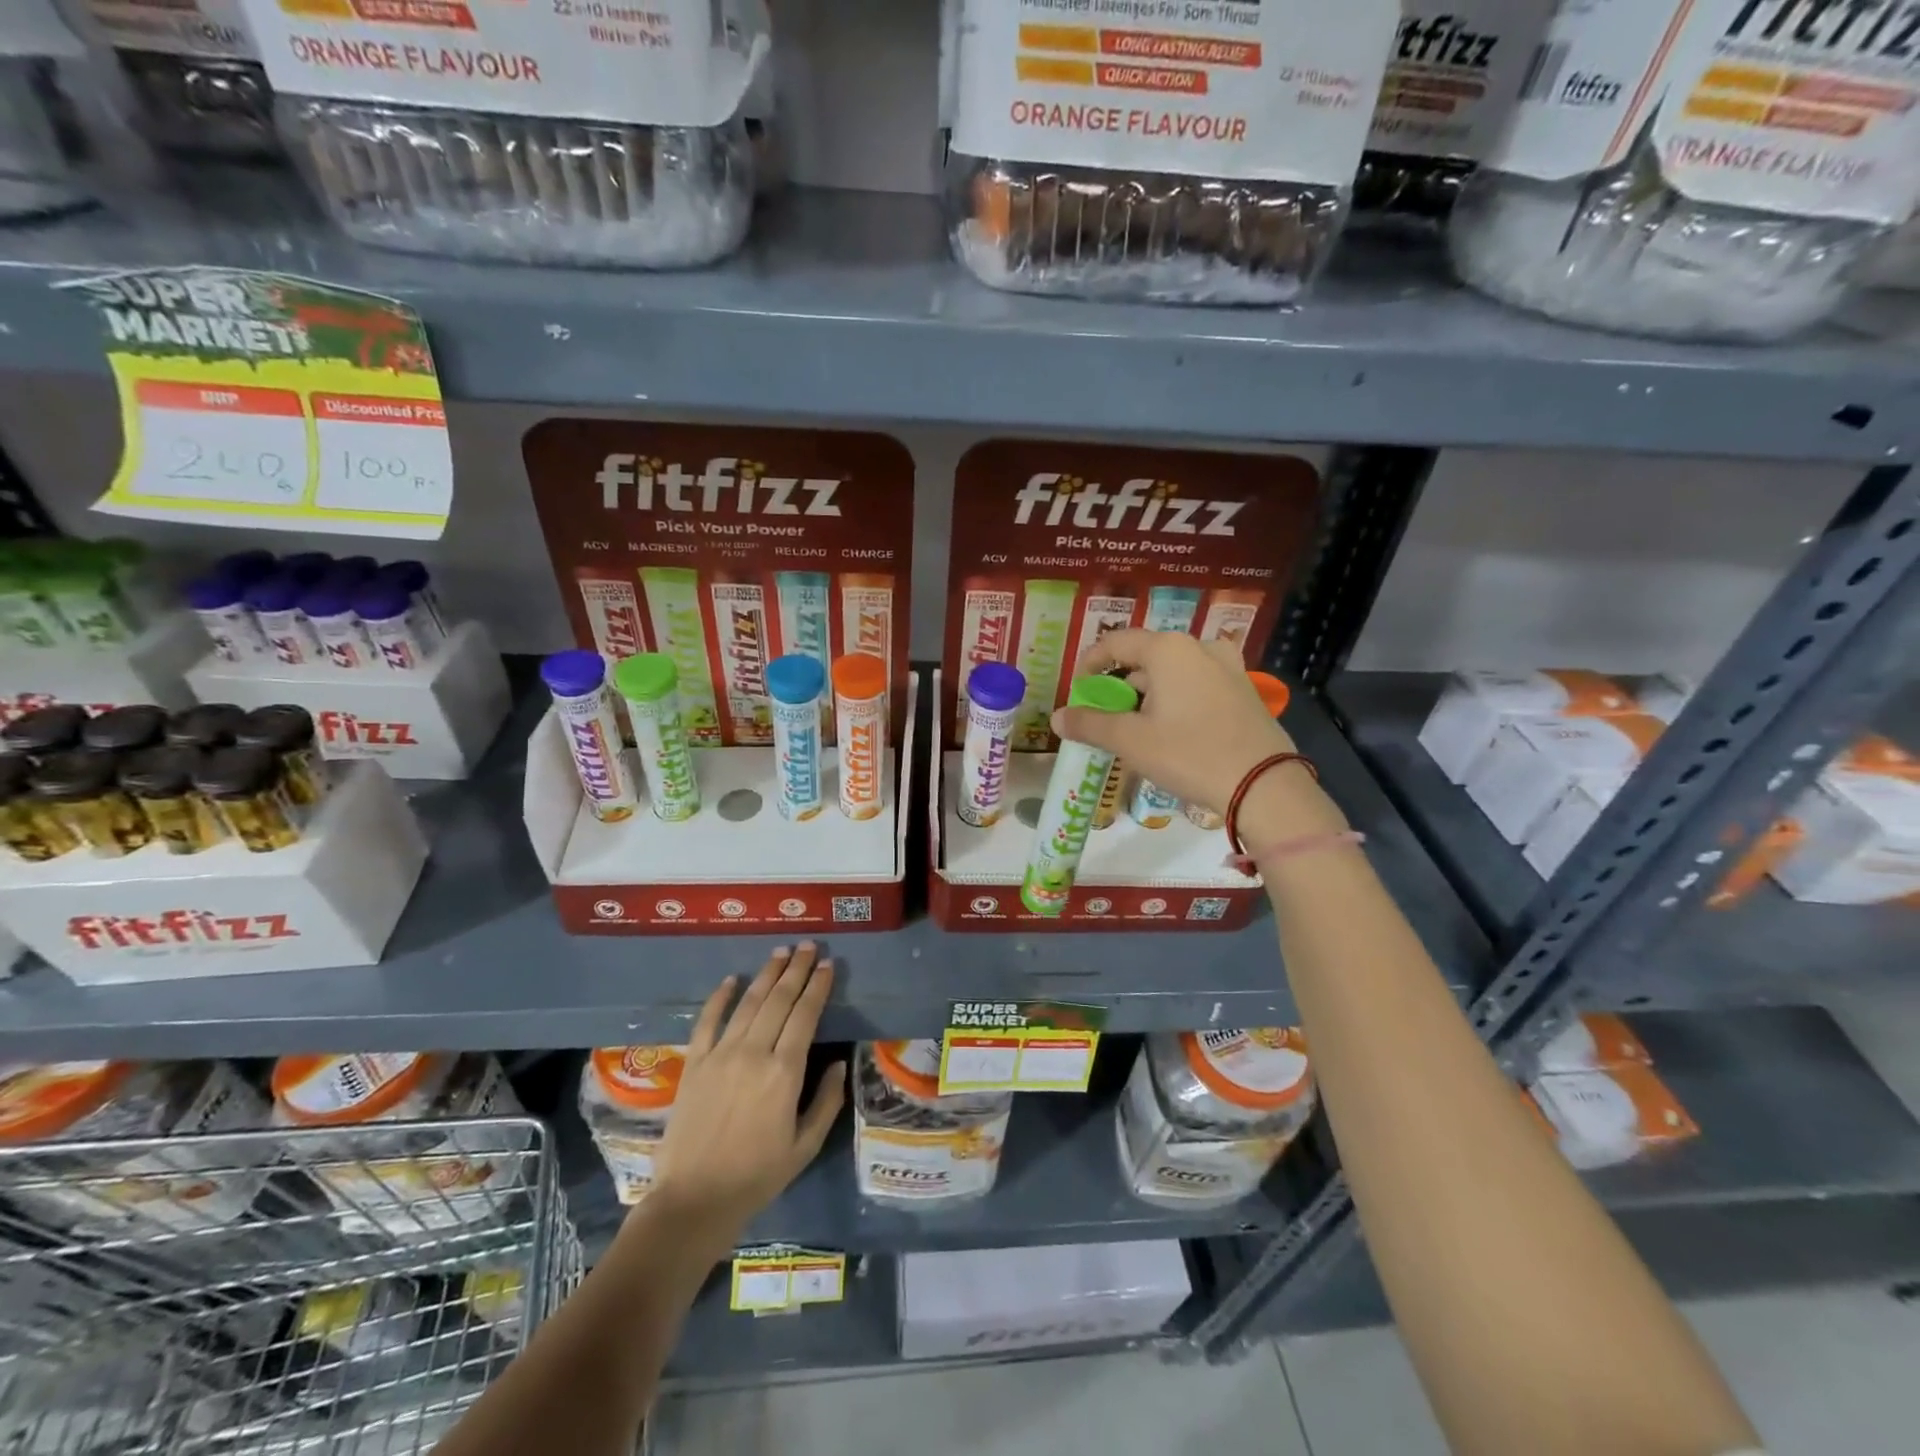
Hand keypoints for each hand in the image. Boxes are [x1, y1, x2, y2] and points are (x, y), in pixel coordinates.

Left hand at [649, 944, 845, 1243]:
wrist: (693, 1200)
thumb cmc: (757, 1176)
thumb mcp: (805, 1146)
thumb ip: (827, 1101)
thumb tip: (839, 1064)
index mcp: (784, 1072)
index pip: (805, 1015)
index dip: (818, 986)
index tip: (828, 965)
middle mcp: (753, 1053)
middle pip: (779, 999)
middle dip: (796, 969)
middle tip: (809, 946)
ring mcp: (720, 1055)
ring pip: (749, 1003)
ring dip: (767, 974)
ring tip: (781, 951)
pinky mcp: (694, 1064)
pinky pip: (708, 1021)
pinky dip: (720, 997)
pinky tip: (732, 979)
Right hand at [1050, 631, 1323, 830]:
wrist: (1264, 785)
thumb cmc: (1190, 754)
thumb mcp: (1131, 741)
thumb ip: (1090, 724)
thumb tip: (1057, 717)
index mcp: (1169, 649)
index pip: (1116, 642)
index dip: (1090, 663)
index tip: (1078, 690)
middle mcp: (1199, 648)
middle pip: (1145, 657)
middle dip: (1120, 684)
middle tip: (1105, 715)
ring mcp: (1227, 667)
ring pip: (1173, 672)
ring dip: (1148, 694)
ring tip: (1135, 727)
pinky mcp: (1244, 690)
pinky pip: (1197, 685)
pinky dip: (1175, 699)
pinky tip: (1171, 731)